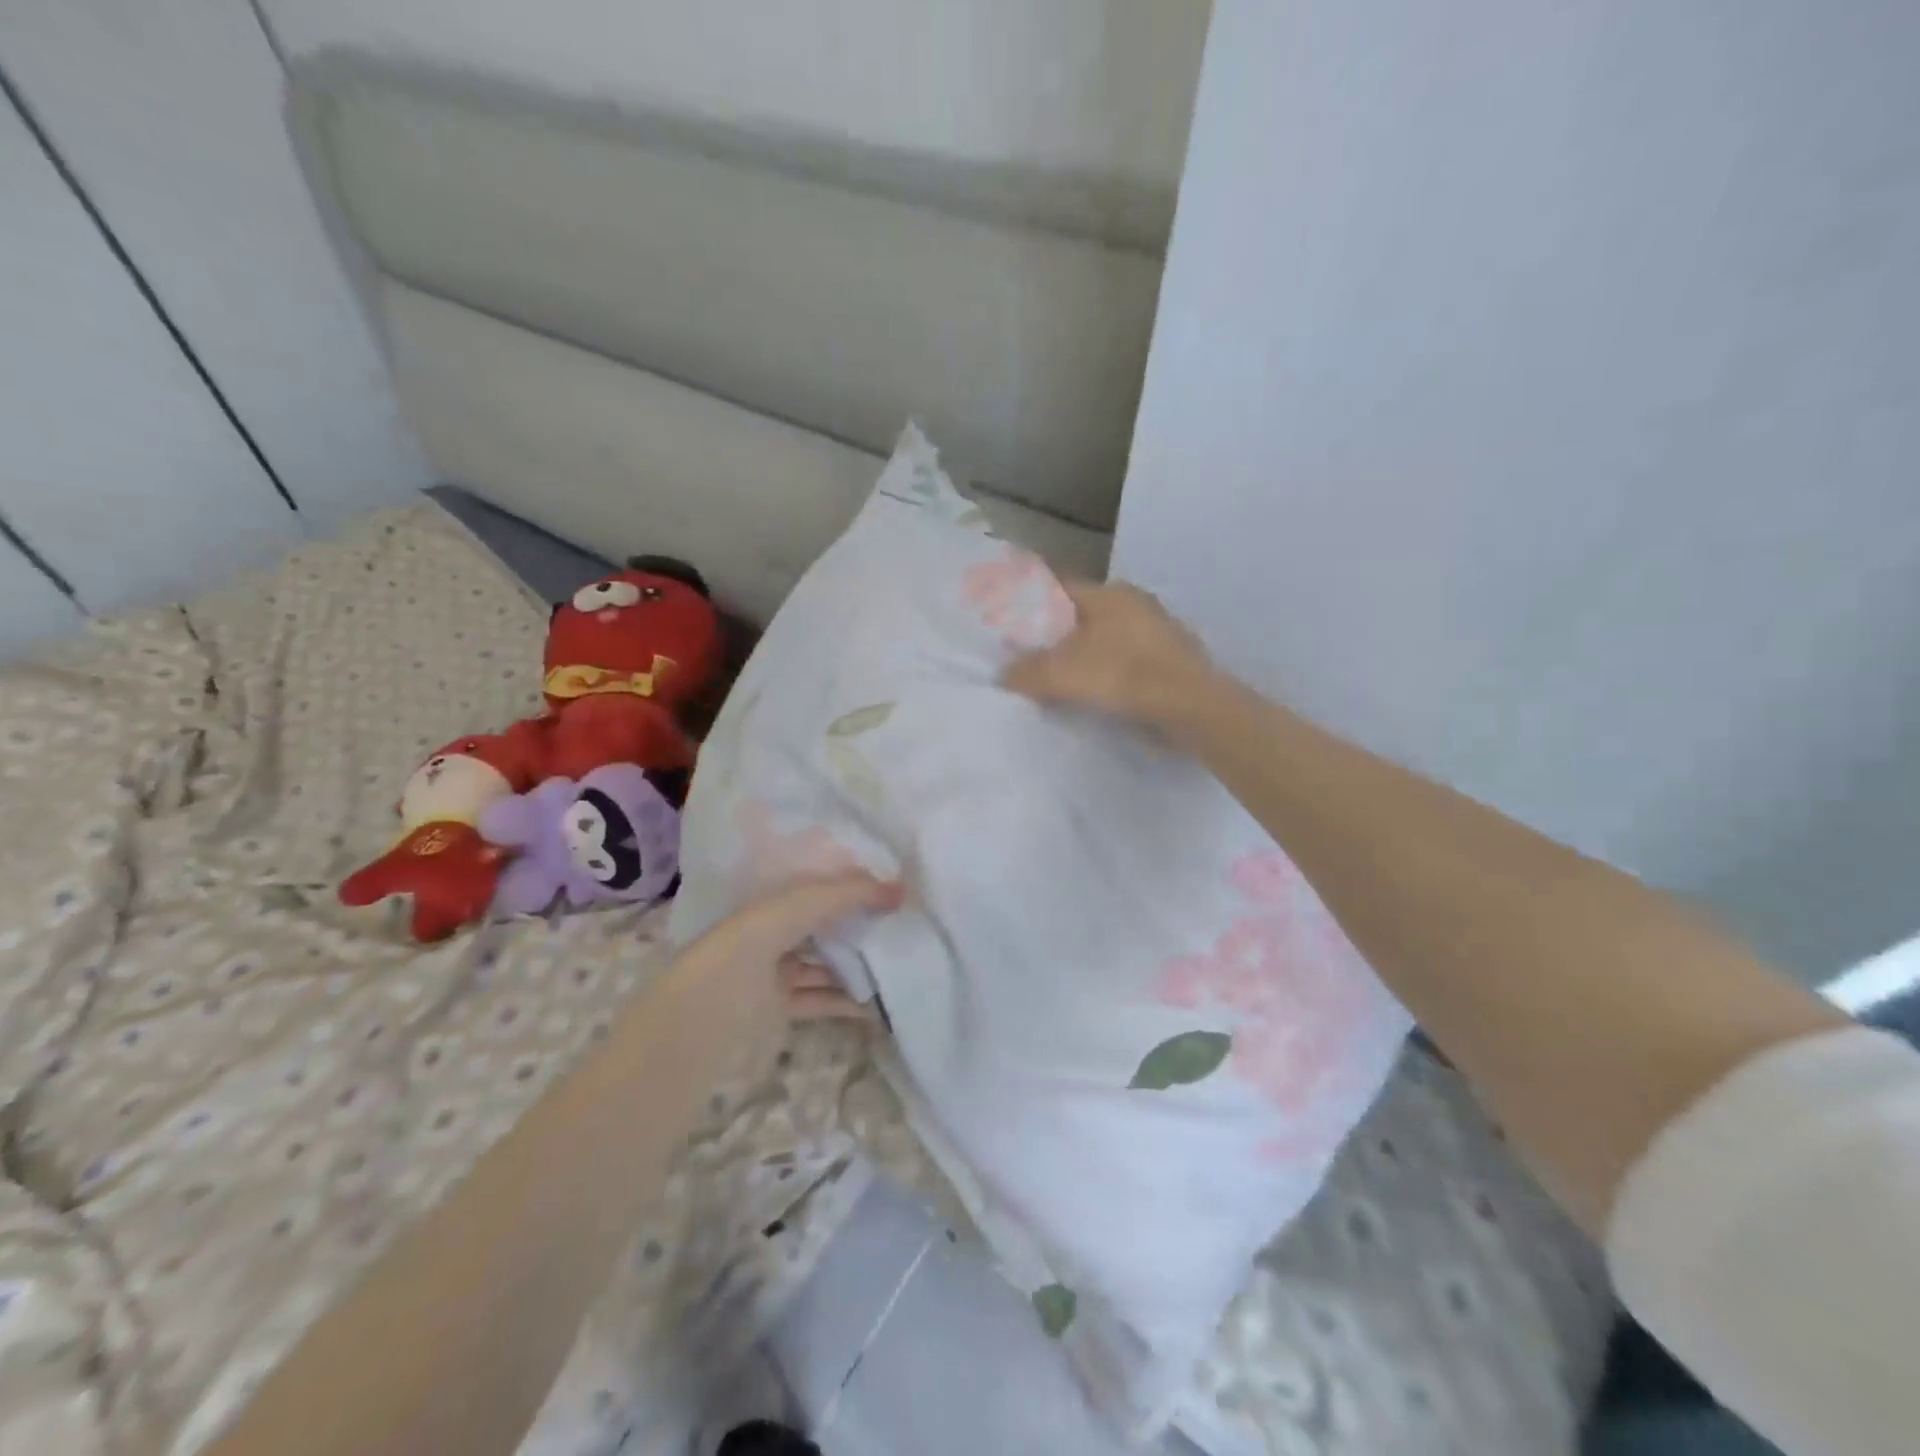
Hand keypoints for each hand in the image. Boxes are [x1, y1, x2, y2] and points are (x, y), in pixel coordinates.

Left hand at [664, 874, 900, 1071]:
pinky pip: (822, 1000)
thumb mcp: (789, 911)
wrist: (693, 1031)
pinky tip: (879, 1003)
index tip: (898, 885)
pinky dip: (848, 1001)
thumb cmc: (739, 956)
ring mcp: (775, 975)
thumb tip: (899, 888)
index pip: (820, 885)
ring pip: (827, 964)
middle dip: (861, 923)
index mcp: (768, 903)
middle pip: (826, 925)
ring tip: (902, 962)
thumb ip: (843, 895)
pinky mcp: (780, 1012)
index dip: (855, 882)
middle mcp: (771, 934)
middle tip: (908, 923)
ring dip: (859, 965)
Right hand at [1003, 581, 1215, 729]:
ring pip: (1104, 640)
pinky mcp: (1170, 662)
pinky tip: (1093, 696)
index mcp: (1109, 593)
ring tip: (1055, 682)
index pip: (1058, 588)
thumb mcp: (1063, 674)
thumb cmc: (1125, 675)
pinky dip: (1106, 675)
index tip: (1009, 623)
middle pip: (1081, 616)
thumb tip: (1004, 676)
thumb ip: (1026, 672)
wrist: (1194, 708)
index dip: (1030, 603)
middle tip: (1026, 657)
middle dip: (1054, 635)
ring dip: (1082, 657)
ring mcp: (1157, 633)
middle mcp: (1135, 604)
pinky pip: (1125, 663)